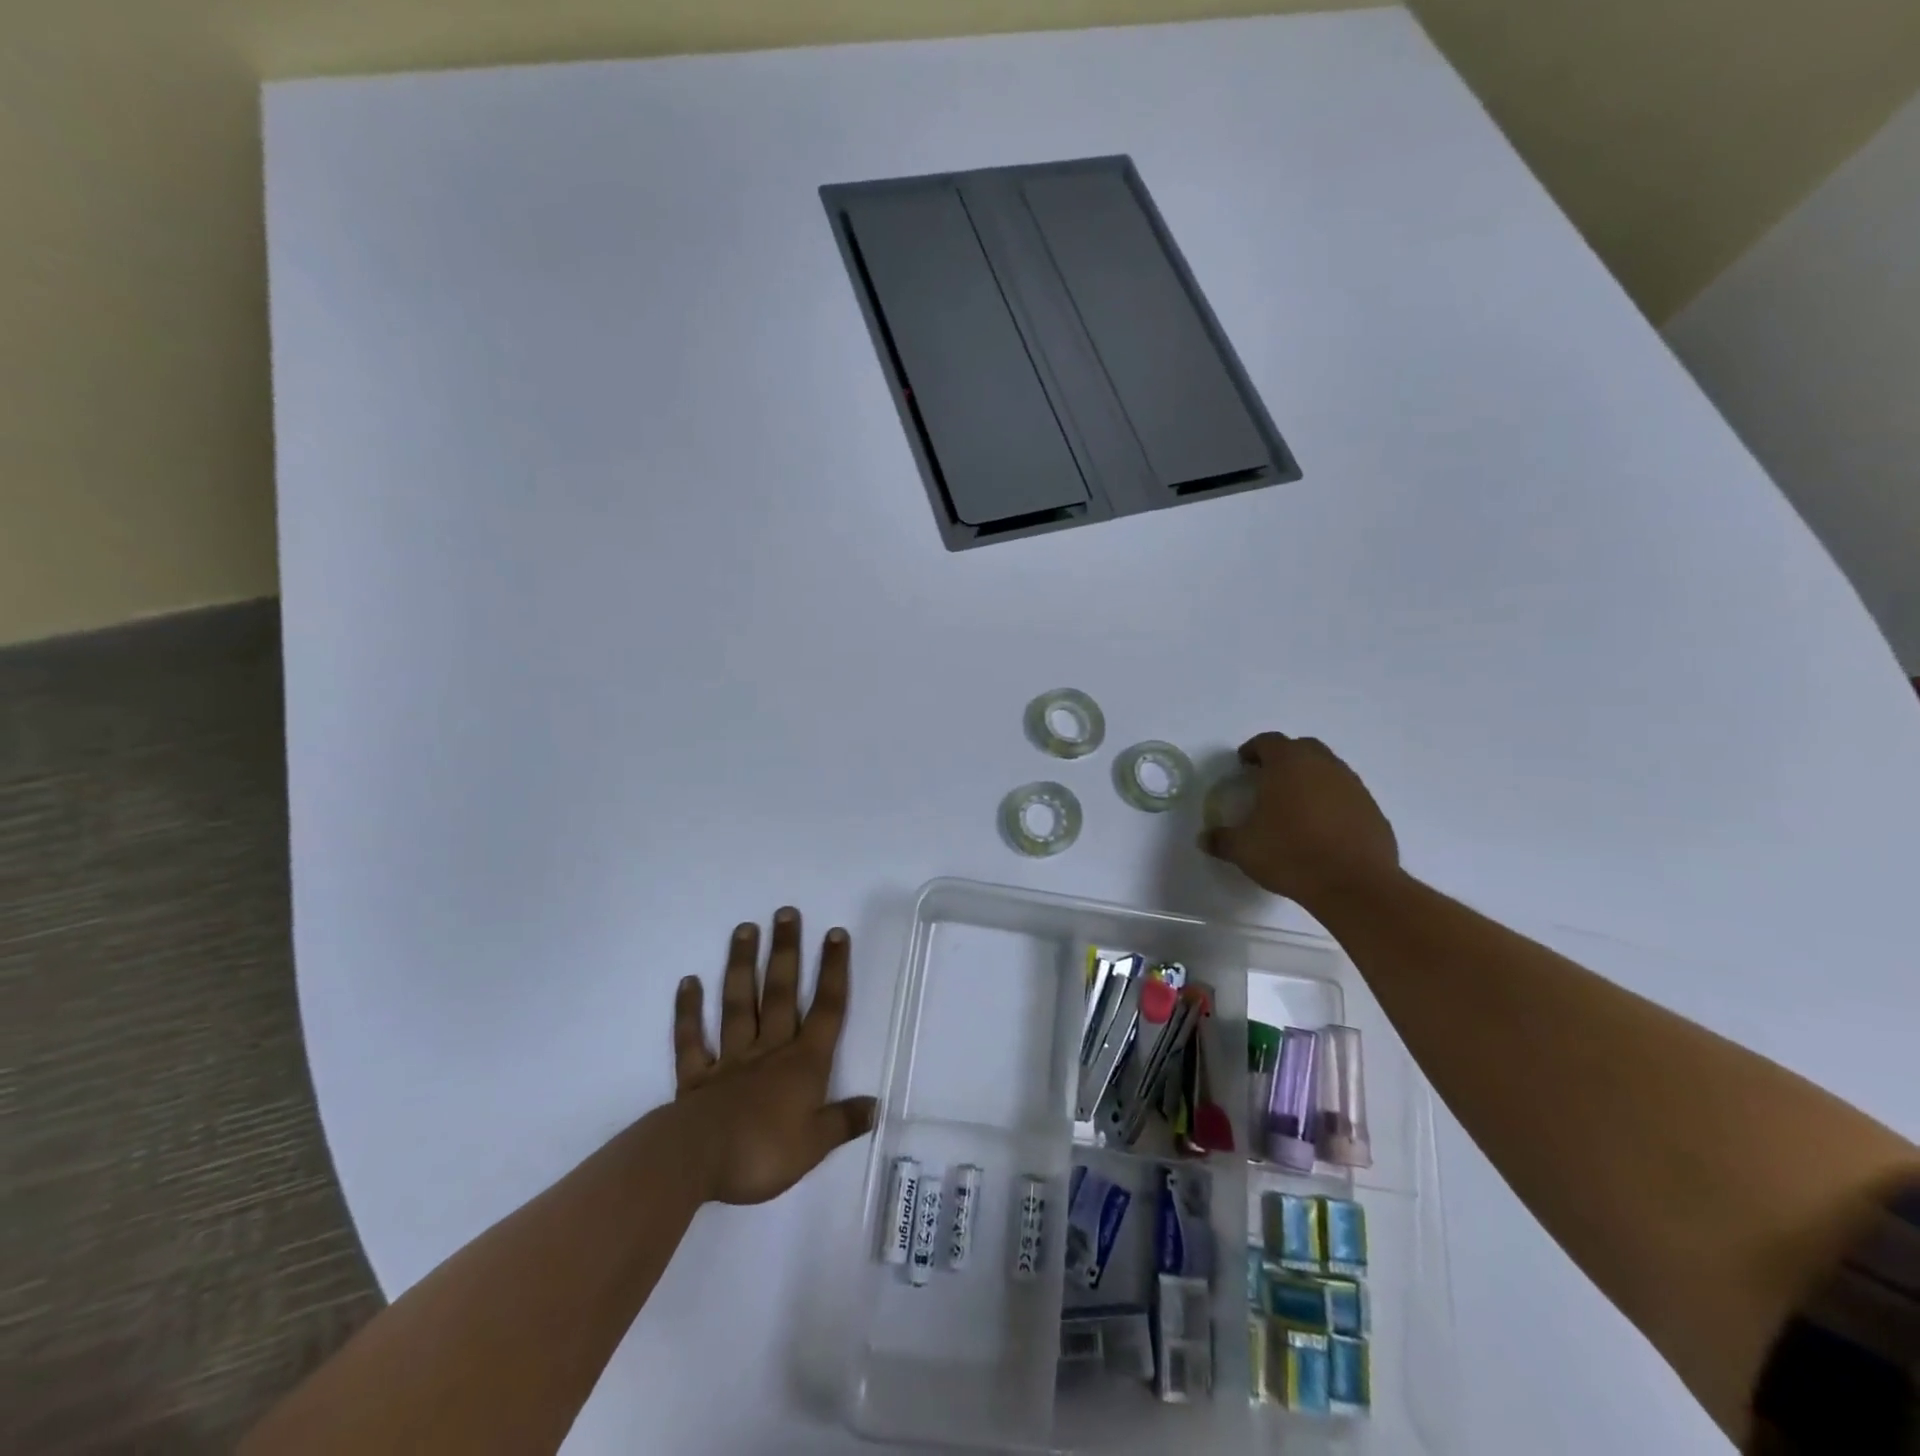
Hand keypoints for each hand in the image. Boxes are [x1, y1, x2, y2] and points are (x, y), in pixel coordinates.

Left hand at [671, 907, 876, 1205]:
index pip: (826, 1009)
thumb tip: (876, 1106)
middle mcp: (769, 1050)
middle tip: (785, 912)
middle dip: (787, 952)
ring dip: (742, 966)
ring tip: (744, 929)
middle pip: (781, 994)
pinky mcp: (696, 1077)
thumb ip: (844, 1121)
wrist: (697, 1162)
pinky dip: (688, 1012)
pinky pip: (691, 1040)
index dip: (833, 971)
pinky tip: (688, 982)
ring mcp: (730, 1060)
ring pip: (739, 1004)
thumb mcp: (815, 1145)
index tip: (835, 933)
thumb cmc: (764, 1152)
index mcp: (803, 1063)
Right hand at [1200, 733, 1399, 907]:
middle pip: (1302, 747)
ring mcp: (1353, 786)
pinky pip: (1346, 795)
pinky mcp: (1372, 810)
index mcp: (1288, 764)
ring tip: (1295, 805)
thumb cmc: (1290, 854)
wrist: (1354, 885)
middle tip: (1268, 778)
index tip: (1243, 764)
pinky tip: (1321, 827)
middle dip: (1284, 757)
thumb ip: (1222, 839)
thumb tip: (1205, 839)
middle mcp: (1323, 766)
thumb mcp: (1244, 849)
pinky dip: (1331, 801)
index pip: (1268, 741)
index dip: (1253, 750)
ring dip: (1310, 778)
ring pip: (1328, 769)